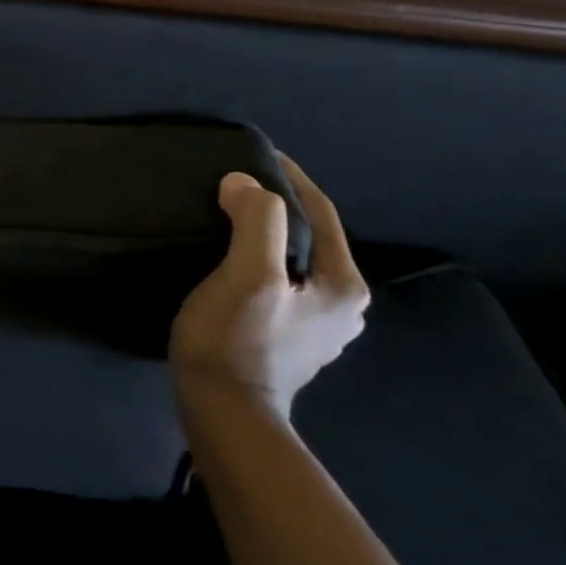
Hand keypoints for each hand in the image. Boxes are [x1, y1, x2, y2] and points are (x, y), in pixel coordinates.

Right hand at [170, 154, 369, 417]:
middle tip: (234, 184)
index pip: (320, 213)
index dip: (289, 178)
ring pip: (292, 260)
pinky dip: (257, 259)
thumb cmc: (236, 340)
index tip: (255, 154)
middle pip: (309, 236)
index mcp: (342, 285)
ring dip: (264, 233)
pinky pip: (278, 280)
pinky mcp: (287, 337)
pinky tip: (230, 259)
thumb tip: (244, 182)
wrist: (223, 411)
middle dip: (276, 205)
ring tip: (227, 215)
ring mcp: (316, 325)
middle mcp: (342, 304)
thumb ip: (256, 222)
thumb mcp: (247, 276)